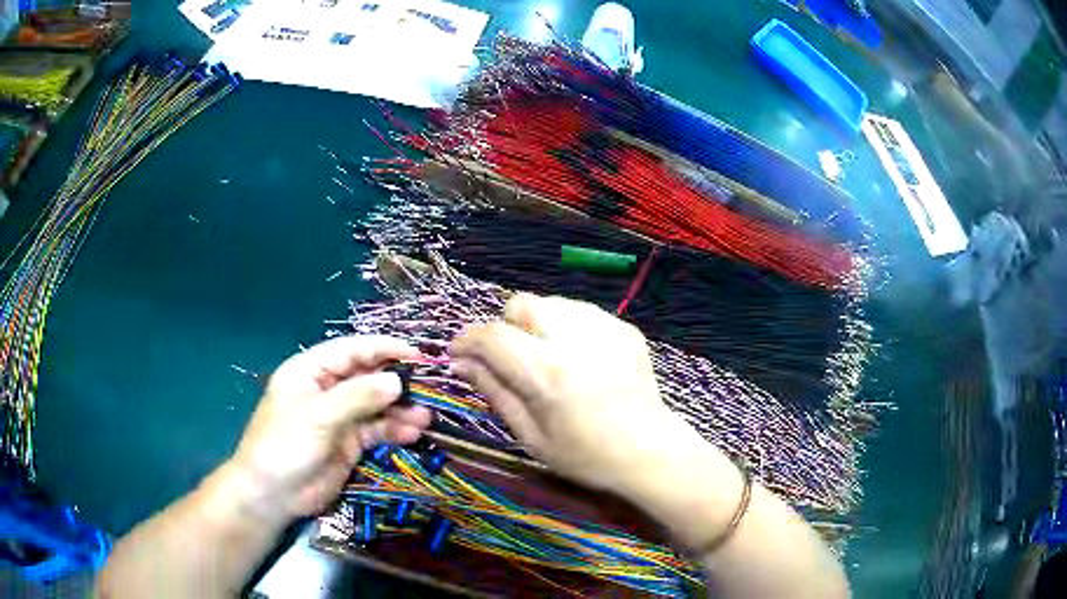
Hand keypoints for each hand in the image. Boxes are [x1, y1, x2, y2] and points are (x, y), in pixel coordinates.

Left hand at [225, 336, 431, 521]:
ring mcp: (339, 417)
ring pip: (376, 405)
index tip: (416, 355)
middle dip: (396, 382)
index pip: (351, 350)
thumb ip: (358, 396)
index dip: (383, 349)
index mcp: (311, 370)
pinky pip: (376, 429)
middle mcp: (327, 389)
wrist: (273, 494)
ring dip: (400, 409)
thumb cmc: (285, 445)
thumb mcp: (319, 416)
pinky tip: (412, 433)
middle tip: (428, 389)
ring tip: (425, 417)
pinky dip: (394, 430)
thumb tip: (396, 380)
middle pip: (367, 377)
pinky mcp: (349, 443)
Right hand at [450, 293, 683, 495]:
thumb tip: (461, 363)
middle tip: (513, 360)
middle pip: (521, 304)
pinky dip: (568, 328)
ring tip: (549, 358)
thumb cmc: (585, 455)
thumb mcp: (530, 435)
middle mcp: (574, 340)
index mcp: (547, 373)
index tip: (459, 354)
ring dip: (537, 324)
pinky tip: (579, 359)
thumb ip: (494, 392)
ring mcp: (605, 329)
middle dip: (506, 327)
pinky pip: (580, 312)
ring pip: (550, 303)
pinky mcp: (624, 328)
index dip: (467, 340)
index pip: (491, 335)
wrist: (650, 452)